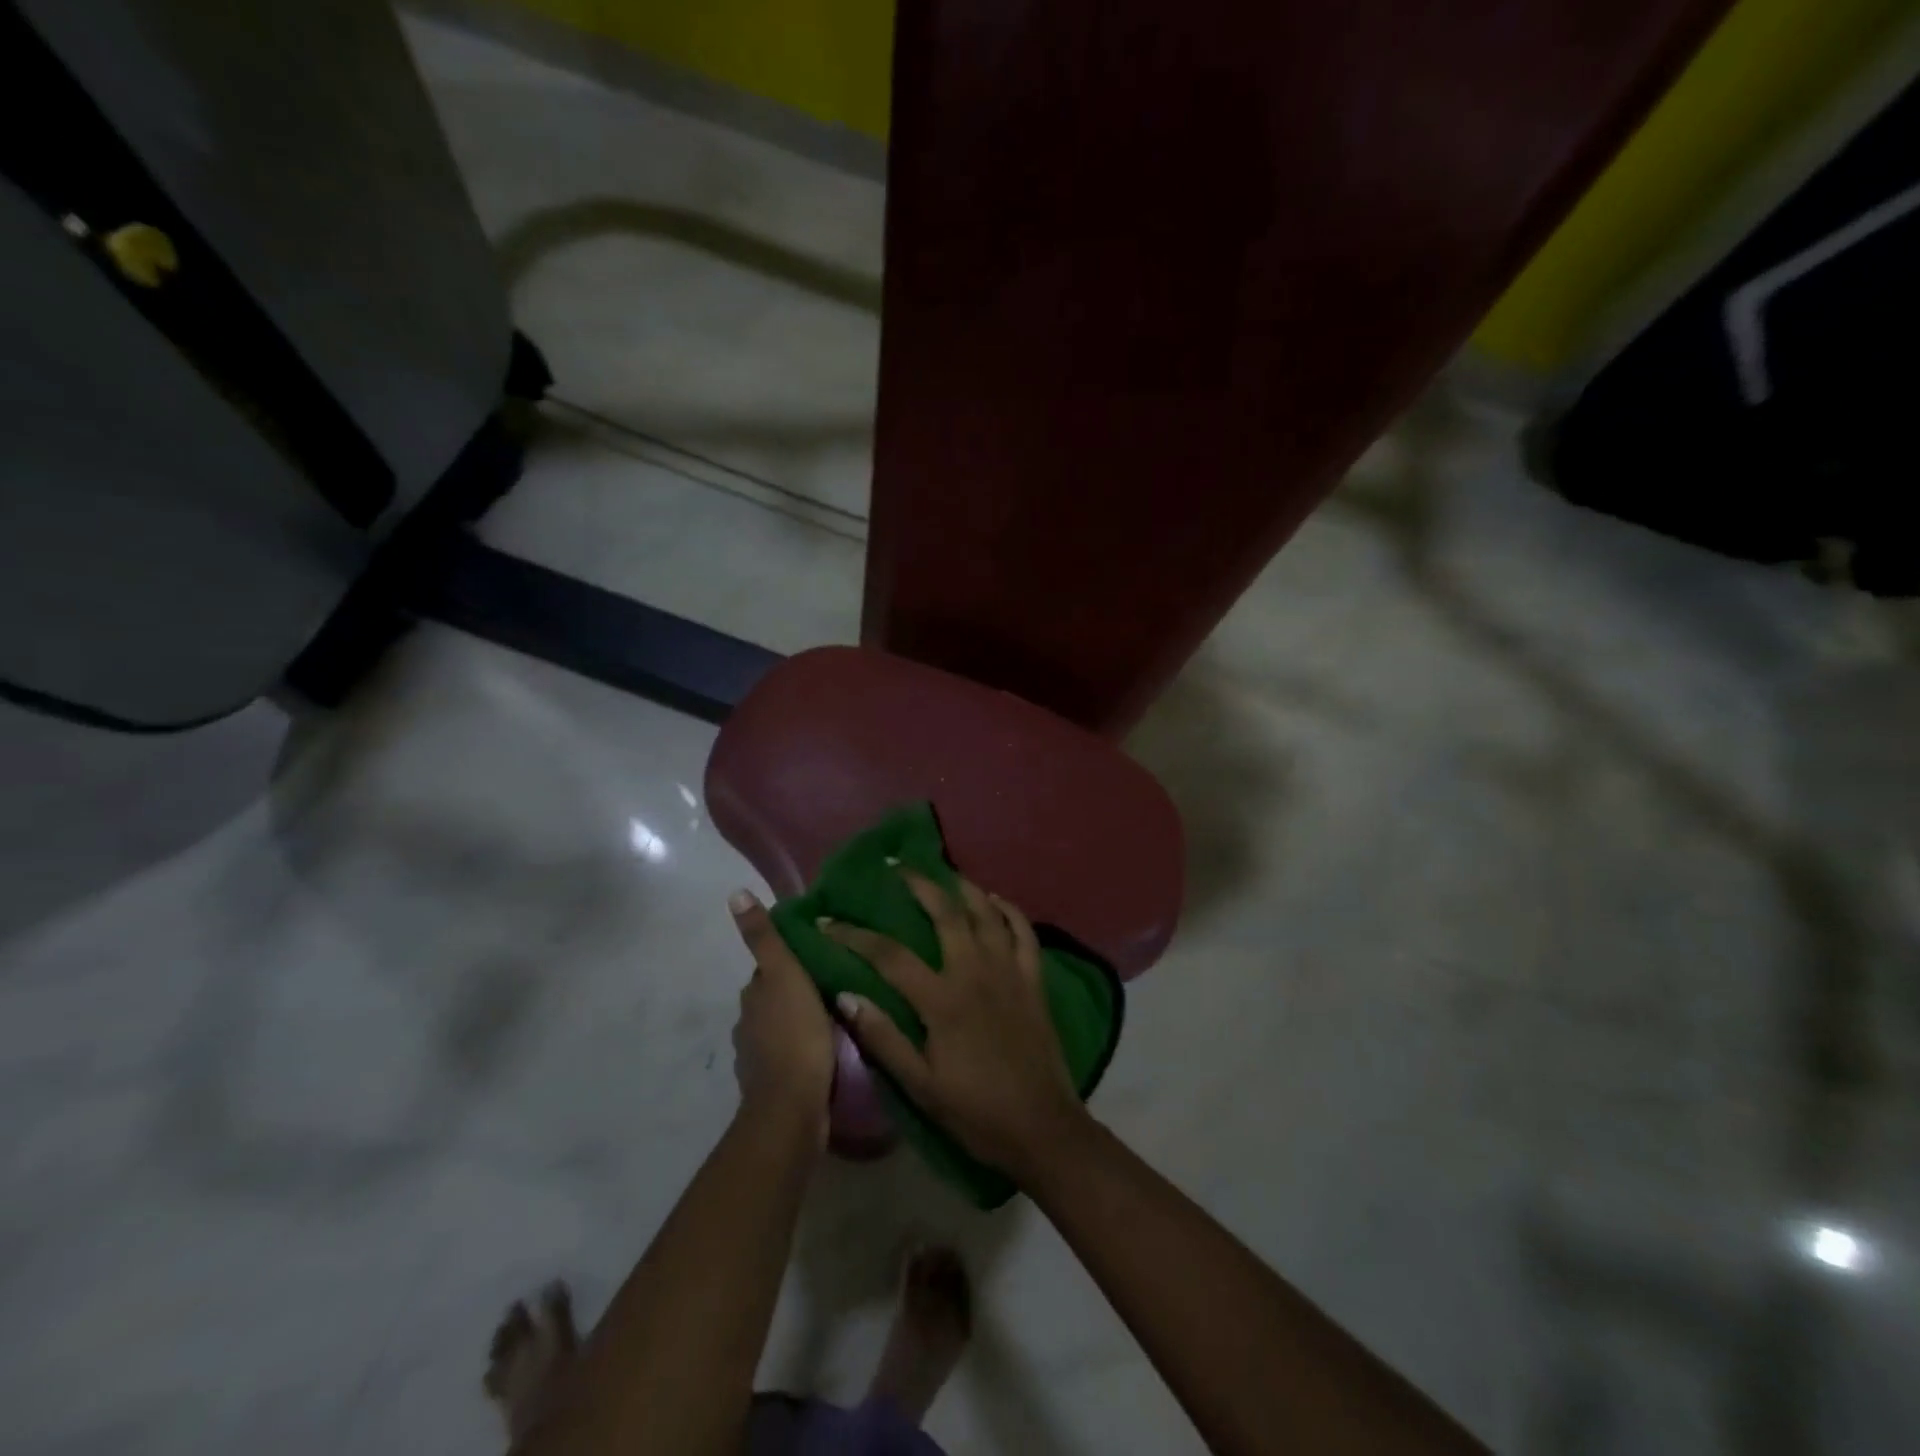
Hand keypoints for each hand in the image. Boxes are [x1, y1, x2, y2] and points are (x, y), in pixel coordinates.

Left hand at [729, 889, 834, 1144]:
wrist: (792, 1108)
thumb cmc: (794, 1034)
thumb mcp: (785, 975)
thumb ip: (764, 938)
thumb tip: (734, 893)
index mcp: (753, 996)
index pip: (770, 969)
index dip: (792, 961)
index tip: (820, 955)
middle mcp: (749, 1024)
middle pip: (776, 998)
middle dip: (798, 991)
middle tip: (837, 983)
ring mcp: (760, 1058)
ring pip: (784, 1028)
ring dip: (803, 1022)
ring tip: (840, 1015)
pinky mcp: (776, 1085)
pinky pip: (793, 1056)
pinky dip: (806, 1050)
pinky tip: (830, 1050)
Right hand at [822, 872, 1090, 1183]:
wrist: (1042, 1128)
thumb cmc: (976, 1112)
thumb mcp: (920, 1086)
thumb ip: (883, 1039)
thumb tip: (846, 996)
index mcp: (942, 1000)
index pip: (889, 955)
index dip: (854, 935)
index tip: (828, 920)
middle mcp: (975, 972)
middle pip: (944, 914)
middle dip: (917, 885)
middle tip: (896, 867)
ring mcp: (1009, 971)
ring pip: (986, 913)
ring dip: (963, 887)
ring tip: (943, 873)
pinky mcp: (1034, 979)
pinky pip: (1024, 932)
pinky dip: (1009, 910)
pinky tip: (995, 899)